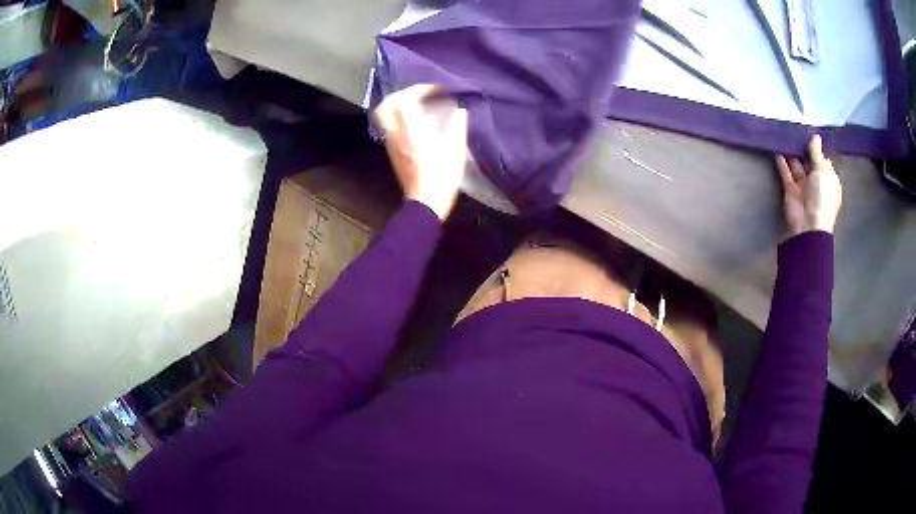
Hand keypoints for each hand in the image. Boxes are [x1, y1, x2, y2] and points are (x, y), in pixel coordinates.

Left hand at [374, 84, 468, 220]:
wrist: (426, 202)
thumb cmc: (442, 176)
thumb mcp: (456, 149)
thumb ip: (457, 125)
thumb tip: (459, 110)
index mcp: (411, 131)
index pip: (405, 100)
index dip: (420, 90)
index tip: (436, 90)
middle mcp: (396, 134)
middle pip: (386, 106)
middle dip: (401, 95)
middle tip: (418, 95)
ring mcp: (392, 144)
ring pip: (386, 117)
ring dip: (400, 106)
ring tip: (419, 107)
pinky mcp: (393, 152)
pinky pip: (391, 127)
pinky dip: (401, 119)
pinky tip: (418, 124)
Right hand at [775, 135, 842, 236]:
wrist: (808, 224)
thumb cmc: (821, 197)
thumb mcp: (822, 171)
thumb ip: (817, 153)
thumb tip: (815, 136)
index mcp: (828, 180)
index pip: (823, 160)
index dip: (816, 148)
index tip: (808, 132)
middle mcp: (816, 182)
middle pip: (808, 161)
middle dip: (802, 147)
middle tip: (794, 127)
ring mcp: (803, 186)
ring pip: (796, 165)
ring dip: (791, 152)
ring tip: (783, 133)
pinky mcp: (790, 189)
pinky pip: (785, 171)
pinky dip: (781, 160)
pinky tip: (776, 146)